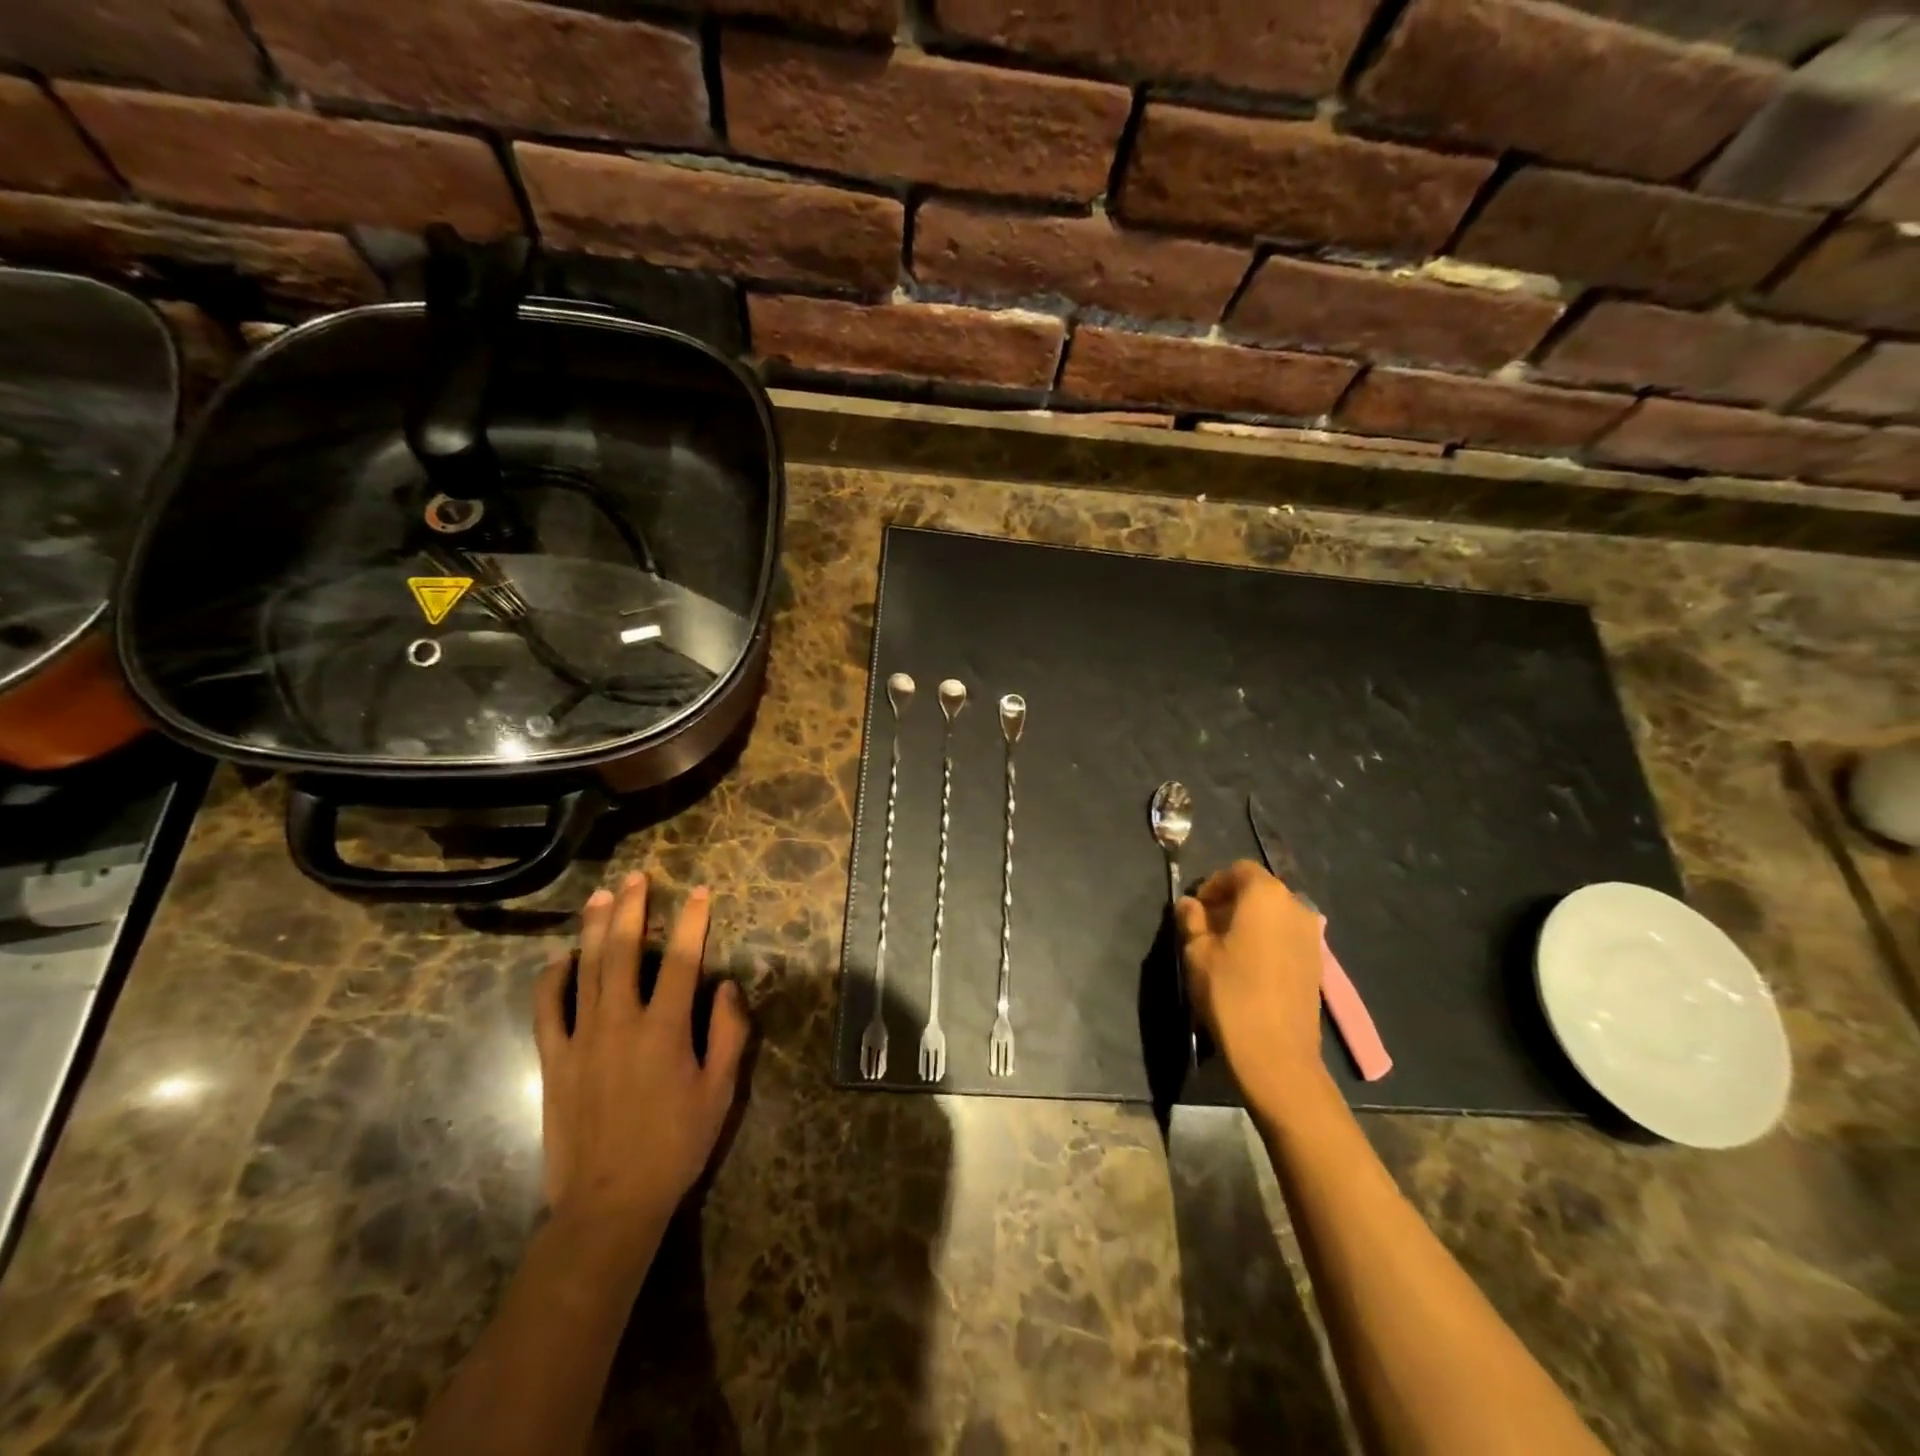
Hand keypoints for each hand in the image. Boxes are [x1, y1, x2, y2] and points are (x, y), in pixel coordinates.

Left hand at [533, 874, 749, 1257]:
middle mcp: (621, 1023)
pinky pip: (547, 1009)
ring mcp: (581, 1039)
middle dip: (633, 909)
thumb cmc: (674, 1146)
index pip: (684, 960)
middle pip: (625, 952)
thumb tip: (725, 987)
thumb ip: (728, 1034)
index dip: (693, 922)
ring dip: (594, 929)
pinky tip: (560, 958)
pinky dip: (552, 978)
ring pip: (586, 970)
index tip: (699, 892)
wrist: (608, 1204)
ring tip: (601, 897)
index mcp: (665, 1030)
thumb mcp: (720, 1093)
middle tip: (637, 877)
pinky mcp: (553, 1060)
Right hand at [1176, 860, 1327, 1101]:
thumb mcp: (1197, 953)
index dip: (1213, 884)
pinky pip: (1286, 937)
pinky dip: (1266, 940)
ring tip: (1225, 948)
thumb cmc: (1230, 993)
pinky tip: (1248, 966)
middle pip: (1259, 890)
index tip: (1195, 908)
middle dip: (1231, 902)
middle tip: (1206, 926)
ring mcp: (1312, 936)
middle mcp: (1295, 906)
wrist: (1276, 1054)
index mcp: (1265, 895)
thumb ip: (1192, 920)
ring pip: (1274, 915)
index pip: (1238, 870)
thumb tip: (1188, 904)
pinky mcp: (1317, 963)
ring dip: (1250, 922)